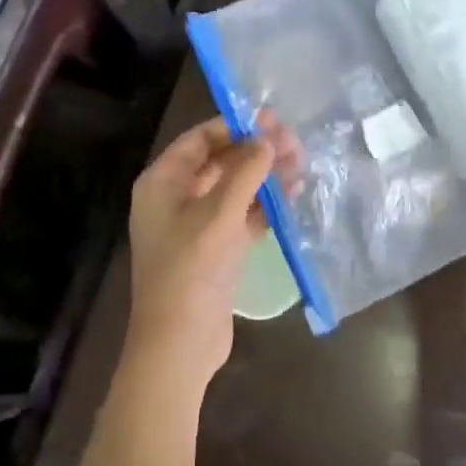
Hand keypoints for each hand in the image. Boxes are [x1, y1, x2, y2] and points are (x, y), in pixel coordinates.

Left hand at [125, 117, 275, 388]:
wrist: (179, 345)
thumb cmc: (191, 270)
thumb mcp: (219, 215)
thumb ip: (245, 173)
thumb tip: (267, 139)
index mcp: (162, 183)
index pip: (199, 140)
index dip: (234, 127)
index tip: (271, 120)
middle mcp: (176, 199)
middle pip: (220, 163)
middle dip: (256, 152)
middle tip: (296, 143)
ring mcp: (196, 226)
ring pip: (234, 189)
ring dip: (265, 178)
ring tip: (302, 165)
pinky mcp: (215, 249)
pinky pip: (241, 216)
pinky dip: (264, 206)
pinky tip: (294, 197)